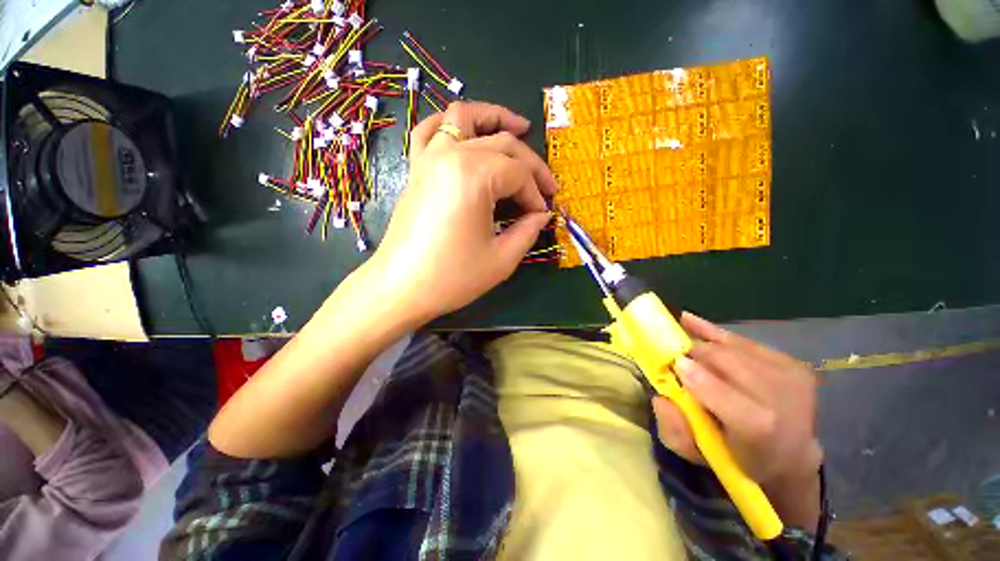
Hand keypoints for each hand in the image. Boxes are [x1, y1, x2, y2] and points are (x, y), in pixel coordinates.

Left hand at [366, 101, 557, 321]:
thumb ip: (528, 231)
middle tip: (544, 187)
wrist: (401, 287)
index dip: (536, 195)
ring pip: (465, 116)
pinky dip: (451, 123)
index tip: (542, 215)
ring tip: (519, 127)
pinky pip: (431, 129)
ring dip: (494, 118)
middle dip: (530, 164)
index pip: (519, 174)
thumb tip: (542, 214)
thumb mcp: (501, 260)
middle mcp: (451, 155)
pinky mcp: (416, 168)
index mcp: (475, 176)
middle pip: (502, 143)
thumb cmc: (452, 277)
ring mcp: (429, 157)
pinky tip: (466, 131)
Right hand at [652, 312, 822, 529]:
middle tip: (673, 355)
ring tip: (680, 339)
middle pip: (724, 360)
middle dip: (693, 353)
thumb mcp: (699, 455)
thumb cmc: (737, 457)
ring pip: (731, 347)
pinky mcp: (792, 363)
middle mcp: (780, 398)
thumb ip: (675, 430)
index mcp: (758, 429)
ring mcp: (790, 377)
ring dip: (702, 343)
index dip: (691, 374)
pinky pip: (743, 340)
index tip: (671, 365)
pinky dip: (715, 332)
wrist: (792, 457)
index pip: (717, 391)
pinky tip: (691, 321)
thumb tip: (660, 397)